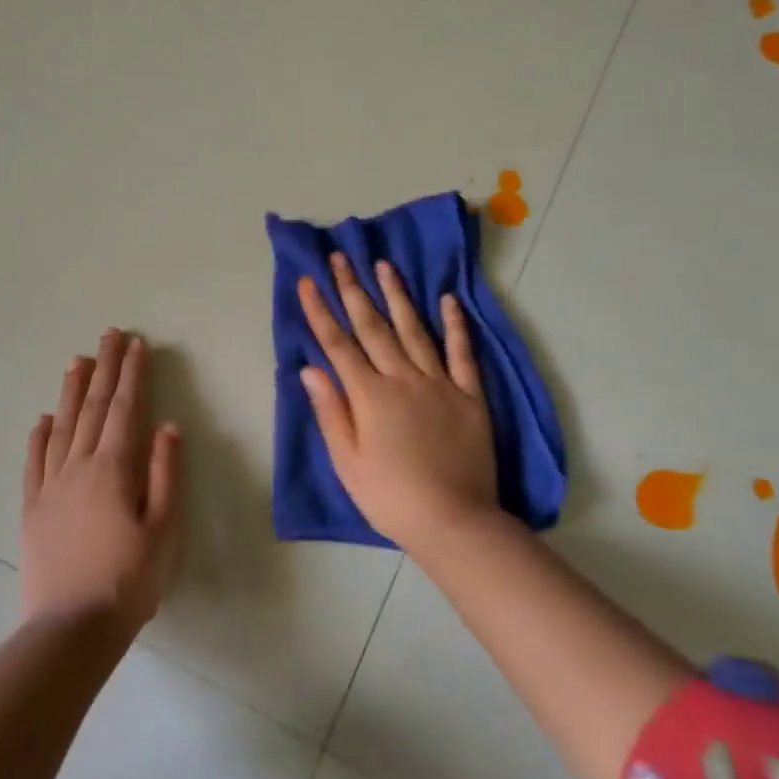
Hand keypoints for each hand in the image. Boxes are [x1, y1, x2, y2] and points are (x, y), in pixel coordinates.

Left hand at [21, 330, 183, 634]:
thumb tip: (168, 426)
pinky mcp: (32, 508)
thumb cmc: (128, 580)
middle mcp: (79, 467)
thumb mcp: (163, 530)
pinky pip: (34, 462)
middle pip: (93, 407)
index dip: (132, 375)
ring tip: (77, 360)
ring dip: (71, 391)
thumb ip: (165, 474)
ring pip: (62, 426)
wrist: (71, 629)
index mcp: (114, 469)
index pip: (125, 409)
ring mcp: (51, 486)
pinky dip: (39, 436)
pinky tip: (42, 419)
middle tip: (109, 334)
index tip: (136, 345)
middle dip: (104, 368)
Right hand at [298, 254, 498, 554]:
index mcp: (369, 395)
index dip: (320, 311)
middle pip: (373, 326)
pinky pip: (461, 353)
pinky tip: (447, 299)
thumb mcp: (347, 462)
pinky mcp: (470, 395)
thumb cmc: (391, 497)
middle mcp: (403, 378)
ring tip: (384, 265)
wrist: (455, 522)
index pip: (338, 344)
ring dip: (397, 295)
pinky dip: (455, 325)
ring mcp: (440, 383)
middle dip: (353, 289)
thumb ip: (330, 411)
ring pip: (414, 329)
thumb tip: (309, 368)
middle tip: (341, 257)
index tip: (308, 280)